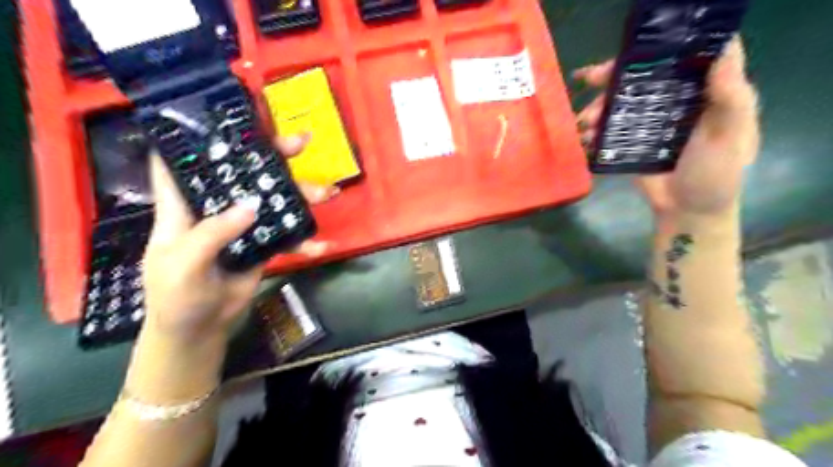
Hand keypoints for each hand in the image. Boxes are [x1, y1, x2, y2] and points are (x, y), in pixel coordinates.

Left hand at [142, 133, 338, 340]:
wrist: (200, 327)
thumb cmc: (175, 295)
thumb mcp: (183, 264)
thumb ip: (212, 234)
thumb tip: (252, 207)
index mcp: (185, 205)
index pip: (187, 160)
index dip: (202, 135)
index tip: (230, 116)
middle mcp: (217, 207)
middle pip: (244, 172)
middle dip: (272, 155)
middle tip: (301, 143)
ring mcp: (244, 225)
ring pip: (274, 200)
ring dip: (301, 195)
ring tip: (327, 194)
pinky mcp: (263, 243)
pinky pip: (287, 235)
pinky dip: (304, 240)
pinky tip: (320, 246)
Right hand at [577, 38, 759, 224]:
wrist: (687, 211)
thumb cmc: (716, 174)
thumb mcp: (730, 135)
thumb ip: (730, 97)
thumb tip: (720, 48)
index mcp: (704, 92)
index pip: (686, 55)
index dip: (664, 43)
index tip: (637, 44)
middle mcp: (675, 100)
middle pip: (643, 76)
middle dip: (614, 75)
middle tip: (590, 78)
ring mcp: (650, 121)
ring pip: (621, 102)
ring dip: (598, 106)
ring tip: (584, 120)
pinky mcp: (631, 141)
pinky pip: (610, 128)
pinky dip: (595, 130)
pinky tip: (585, 137)